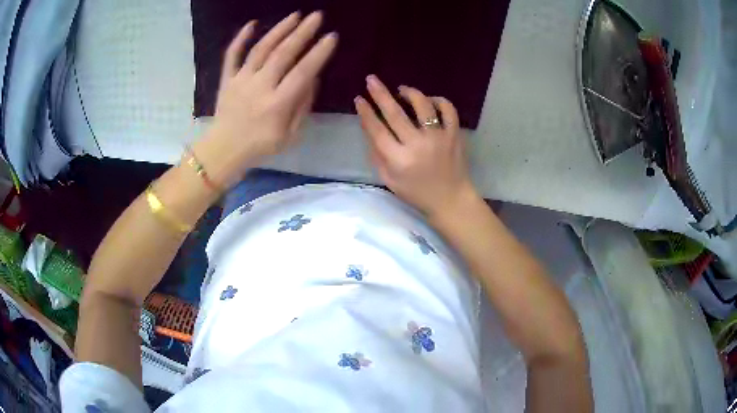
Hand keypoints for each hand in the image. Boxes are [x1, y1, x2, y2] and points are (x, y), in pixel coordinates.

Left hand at [196, 12, 337, 186]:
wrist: (223, 150)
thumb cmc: (260, 145)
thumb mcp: (290, 135)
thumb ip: (303, 106)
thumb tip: (313, 78)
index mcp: (277, 104)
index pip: (302, 73)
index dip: (318, 53)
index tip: (331, 36)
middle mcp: (259, 87)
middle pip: (283, 54)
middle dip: (302, 32)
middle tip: (317, 16)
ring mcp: (240, 80)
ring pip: (261, 49)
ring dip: (279, 30)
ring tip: (295, 15)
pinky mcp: (226, 79)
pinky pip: (232, 55)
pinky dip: (241, 38)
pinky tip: (252, 23)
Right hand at [355, 75, 479, 217]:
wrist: (450, 200)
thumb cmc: (416, 192)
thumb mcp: (389, 180)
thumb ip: (377, 155)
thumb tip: (369, 127)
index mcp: (398, 160)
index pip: (377, 130)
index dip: (366, 112)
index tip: (358, 99)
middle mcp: (418, 145)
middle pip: (395, 113)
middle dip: (380, 93)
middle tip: (371, 79)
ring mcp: (439, 138)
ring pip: (423, 105)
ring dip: (409, 93)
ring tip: (402, 90)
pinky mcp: (454, 135)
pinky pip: (448, 109)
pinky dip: (438, 100)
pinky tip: (430, 100)